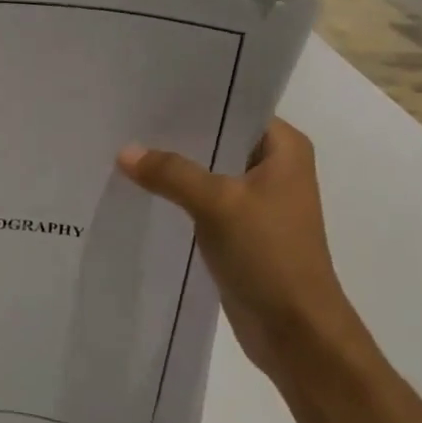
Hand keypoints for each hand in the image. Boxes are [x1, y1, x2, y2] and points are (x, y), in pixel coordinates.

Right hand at [118, 119, 374, 391]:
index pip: (235, 106)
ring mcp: (256, 200)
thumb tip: (125, 152)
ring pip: (207, 170)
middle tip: (128, 118)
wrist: (296, 332)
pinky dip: (177, 195)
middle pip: (217, 138)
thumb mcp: (218, 204)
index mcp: (284, 148)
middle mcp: (274, 167)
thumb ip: (171, 173)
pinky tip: (141, 188)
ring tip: (126, 148)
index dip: (194, 99)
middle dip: (176, 133)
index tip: (150, 90)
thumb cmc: (270, 255)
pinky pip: (202, 200)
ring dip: (175, 166)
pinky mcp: (239, 230)